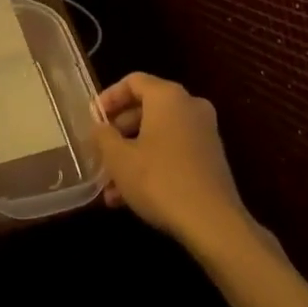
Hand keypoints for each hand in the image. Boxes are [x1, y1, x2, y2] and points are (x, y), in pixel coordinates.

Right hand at [93, 73, 253, 252]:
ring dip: (133, 155)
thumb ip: (103, 136)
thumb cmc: (160, 180)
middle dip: (119, 132)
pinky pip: (175, 151)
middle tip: (100, 153)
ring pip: (159, 134)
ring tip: (110, 186)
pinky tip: (132, 197)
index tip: (93, 119)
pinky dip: (153, 164)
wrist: (214, 225)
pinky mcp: (212, 159)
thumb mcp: (119, 158)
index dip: (108, 98)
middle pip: (146, 108)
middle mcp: (189, 105)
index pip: (132, 81)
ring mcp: (205, 133)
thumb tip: (99, 127)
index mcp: (167, 95)